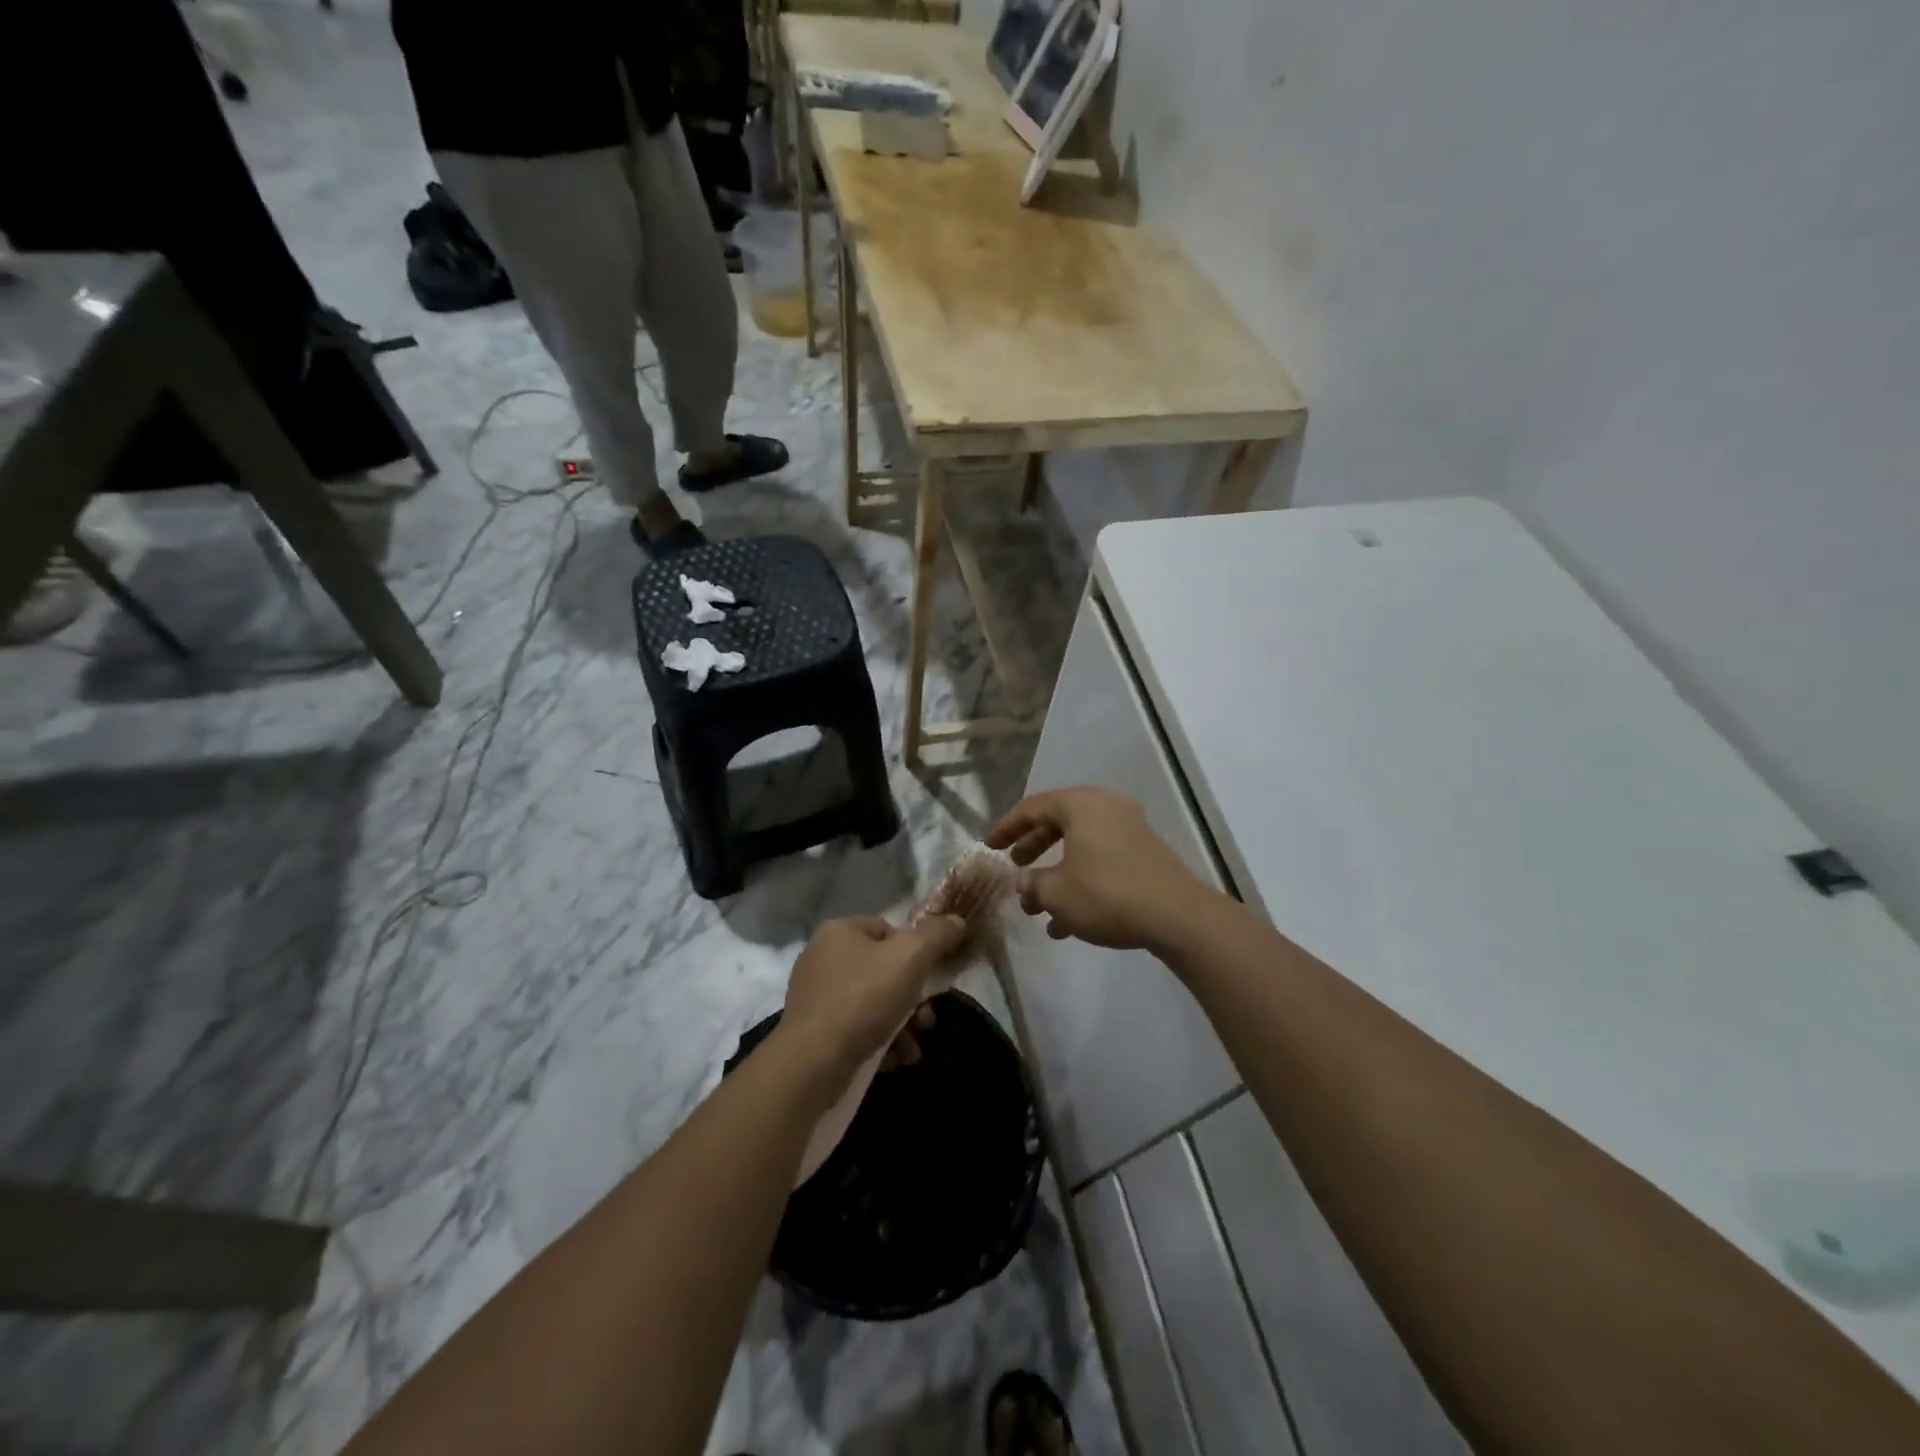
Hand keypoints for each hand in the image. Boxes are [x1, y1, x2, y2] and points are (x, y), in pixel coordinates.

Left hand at [778, 914, 965, 1092]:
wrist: (813, 1062)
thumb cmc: (864, 998)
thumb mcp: (911, 957)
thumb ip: (937, 935)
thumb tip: (957, 921)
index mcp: (840, 931)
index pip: (888, 930)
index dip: (914, 952)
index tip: (929, 979)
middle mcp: (822, 958)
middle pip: (883, 971)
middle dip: (912, 999)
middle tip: (927, 1021)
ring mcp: (815, 996)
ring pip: (873, 1004)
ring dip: (901, 1026)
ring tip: (913, 1050)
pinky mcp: (812, 1032)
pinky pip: (855, 1029)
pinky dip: (878, 1043)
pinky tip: (893, 1061)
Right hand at [987, 787, 1212, 951]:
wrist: (1177, 916)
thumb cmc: (1107, 894)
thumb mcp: (1057, 893)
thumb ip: (1032, 885)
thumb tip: (1024, 883)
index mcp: (1080, 805)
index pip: (1032, 807)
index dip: (1006, 827)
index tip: (990, 846)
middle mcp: (1105, 808)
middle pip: (1058, 823)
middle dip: (1033, 847)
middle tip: (1015, 866)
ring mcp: (1129, 830)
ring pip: (1080, 846)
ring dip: (1056, 873)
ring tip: (1037, 907)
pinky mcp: (1145, 855)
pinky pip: (1102, 860)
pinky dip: (1081, 881)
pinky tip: (1067, 924)